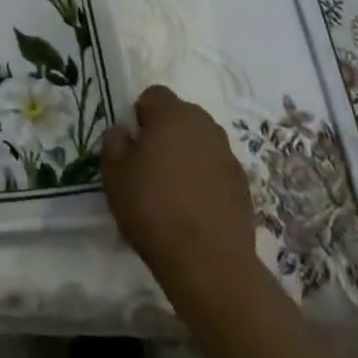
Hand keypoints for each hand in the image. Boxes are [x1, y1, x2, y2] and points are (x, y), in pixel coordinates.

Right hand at [102, 85, 263, 297]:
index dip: (140, 114)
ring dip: (188, 155)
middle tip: (150, 165)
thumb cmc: (153, 208)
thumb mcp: (114, 174)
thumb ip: (114, 143)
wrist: (208, 262)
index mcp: (172, 113)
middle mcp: (204, 125)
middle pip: (181, 116)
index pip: (153, 94)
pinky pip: (217, 170)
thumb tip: (123, 132)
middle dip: (166, 132)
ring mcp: (228, 155)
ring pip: (201, 143)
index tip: (133, 143)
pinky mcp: (244, 186)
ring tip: (173, 190)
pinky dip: (206, 180)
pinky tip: (194, 209)